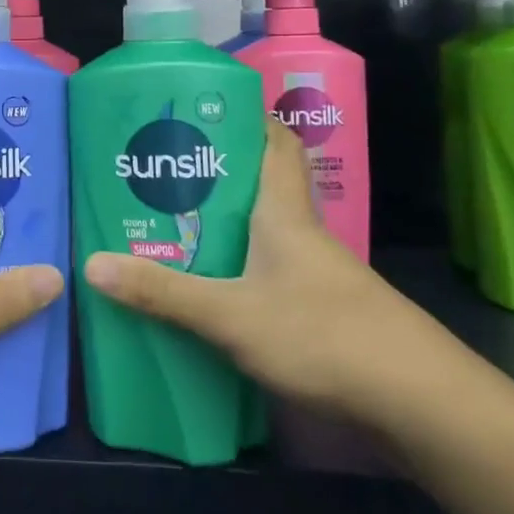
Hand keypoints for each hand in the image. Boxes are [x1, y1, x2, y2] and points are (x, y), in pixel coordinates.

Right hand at [83, 121, 445, 423]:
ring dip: (223, 223)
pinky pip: (269, 269)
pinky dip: (238, 266)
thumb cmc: (324, 335)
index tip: (201, 110)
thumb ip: (163, 292)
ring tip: (170, 224)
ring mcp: (315, 272)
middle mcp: (301, 231)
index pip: (275, 141)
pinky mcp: (322, 308)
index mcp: (283, 211)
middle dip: (214, 172)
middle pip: (261, 183)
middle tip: (161, 171)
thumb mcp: (231, 314)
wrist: (421, 402)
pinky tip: (210, 287)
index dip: (245, 117)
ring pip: (262, 229)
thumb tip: (92, 265)